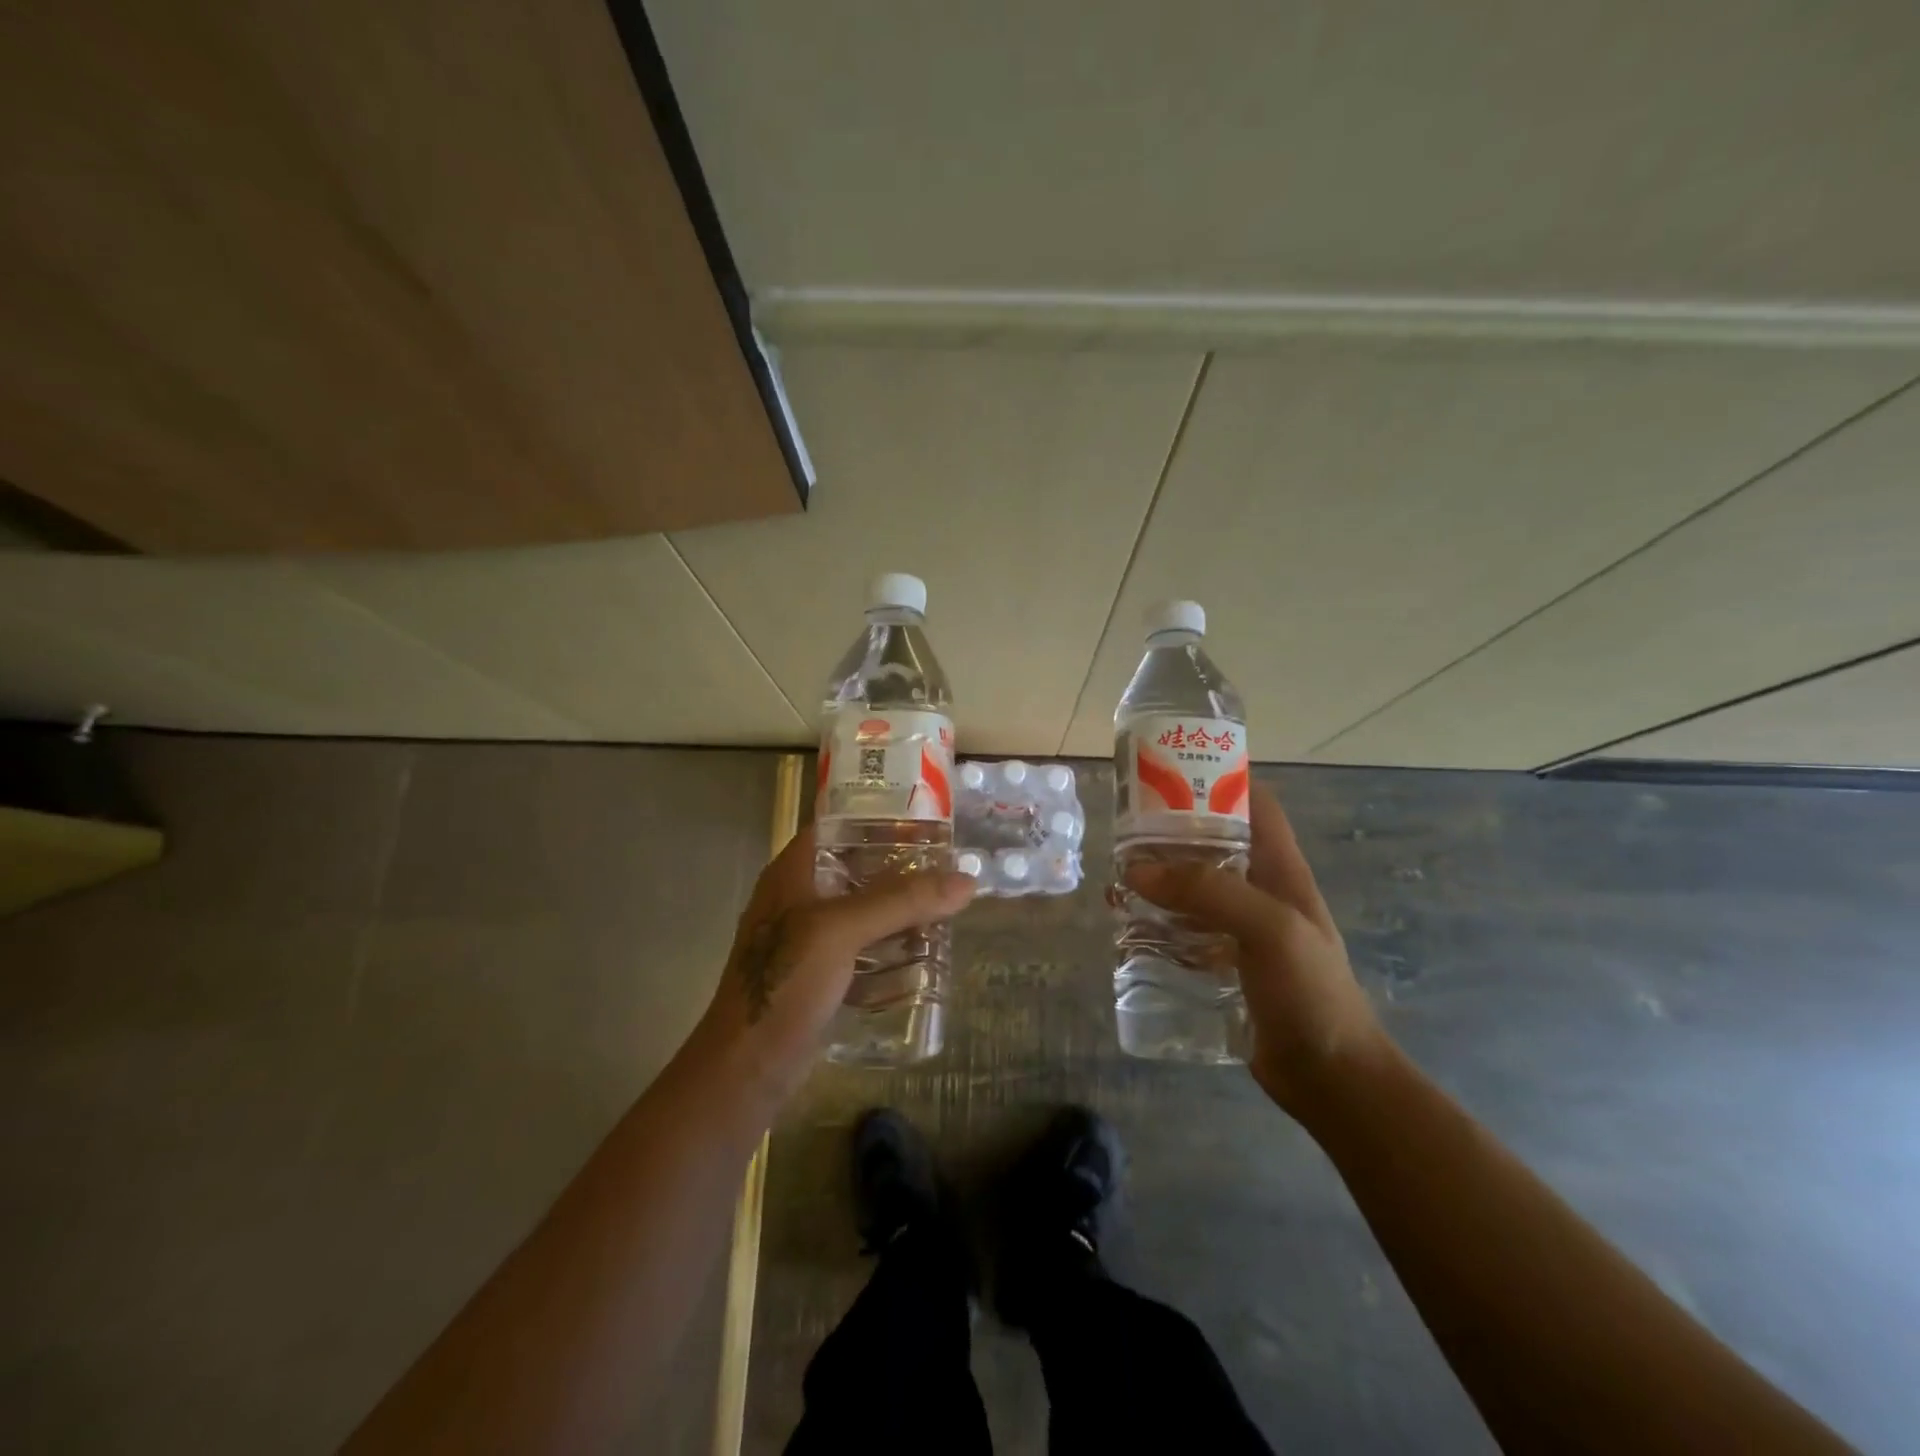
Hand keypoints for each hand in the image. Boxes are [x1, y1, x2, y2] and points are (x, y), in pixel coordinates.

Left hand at [695, 825, 975, 1102]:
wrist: (746, 1067)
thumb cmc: (786, 982)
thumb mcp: (842, 930)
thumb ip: (902, 901)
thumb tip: (966, 880)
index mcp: (793, 872)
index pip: (839, 825)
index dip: (879, 818)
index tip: (926, 822)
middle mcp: (799, 897)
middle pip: (857, 868)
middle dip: (901, 868)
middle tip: (949, 867)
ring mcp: (808, 938)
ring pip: (862, 910)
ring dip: (899, 909)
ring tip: (945, 906)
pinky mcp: (820, 974)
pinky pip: (862, 948)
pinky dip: (889, 946)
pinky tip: (923, 953)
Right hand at [1127, 784, 1384, 1112]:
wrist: (1331, 1078)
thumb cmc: (1310, 993)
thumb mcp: (1268, 929)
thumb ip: (1207, 892)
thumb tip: (1137, 870)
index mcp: (1282, 870)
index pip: (1255, 805)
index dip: (1219, 780)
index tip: (1170, 774)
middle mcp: (1261, 891)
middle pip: (1213, 845)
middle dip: (1172, 834)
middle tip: (1125, 832)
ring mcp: (1243, 930)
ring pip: (1194, 889)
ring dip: (1159, 881)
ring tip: (1118, 880)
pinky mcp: (1225, 964)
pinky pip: (1186, 931)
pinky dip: (1158, 923)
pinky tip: (1129, 927)